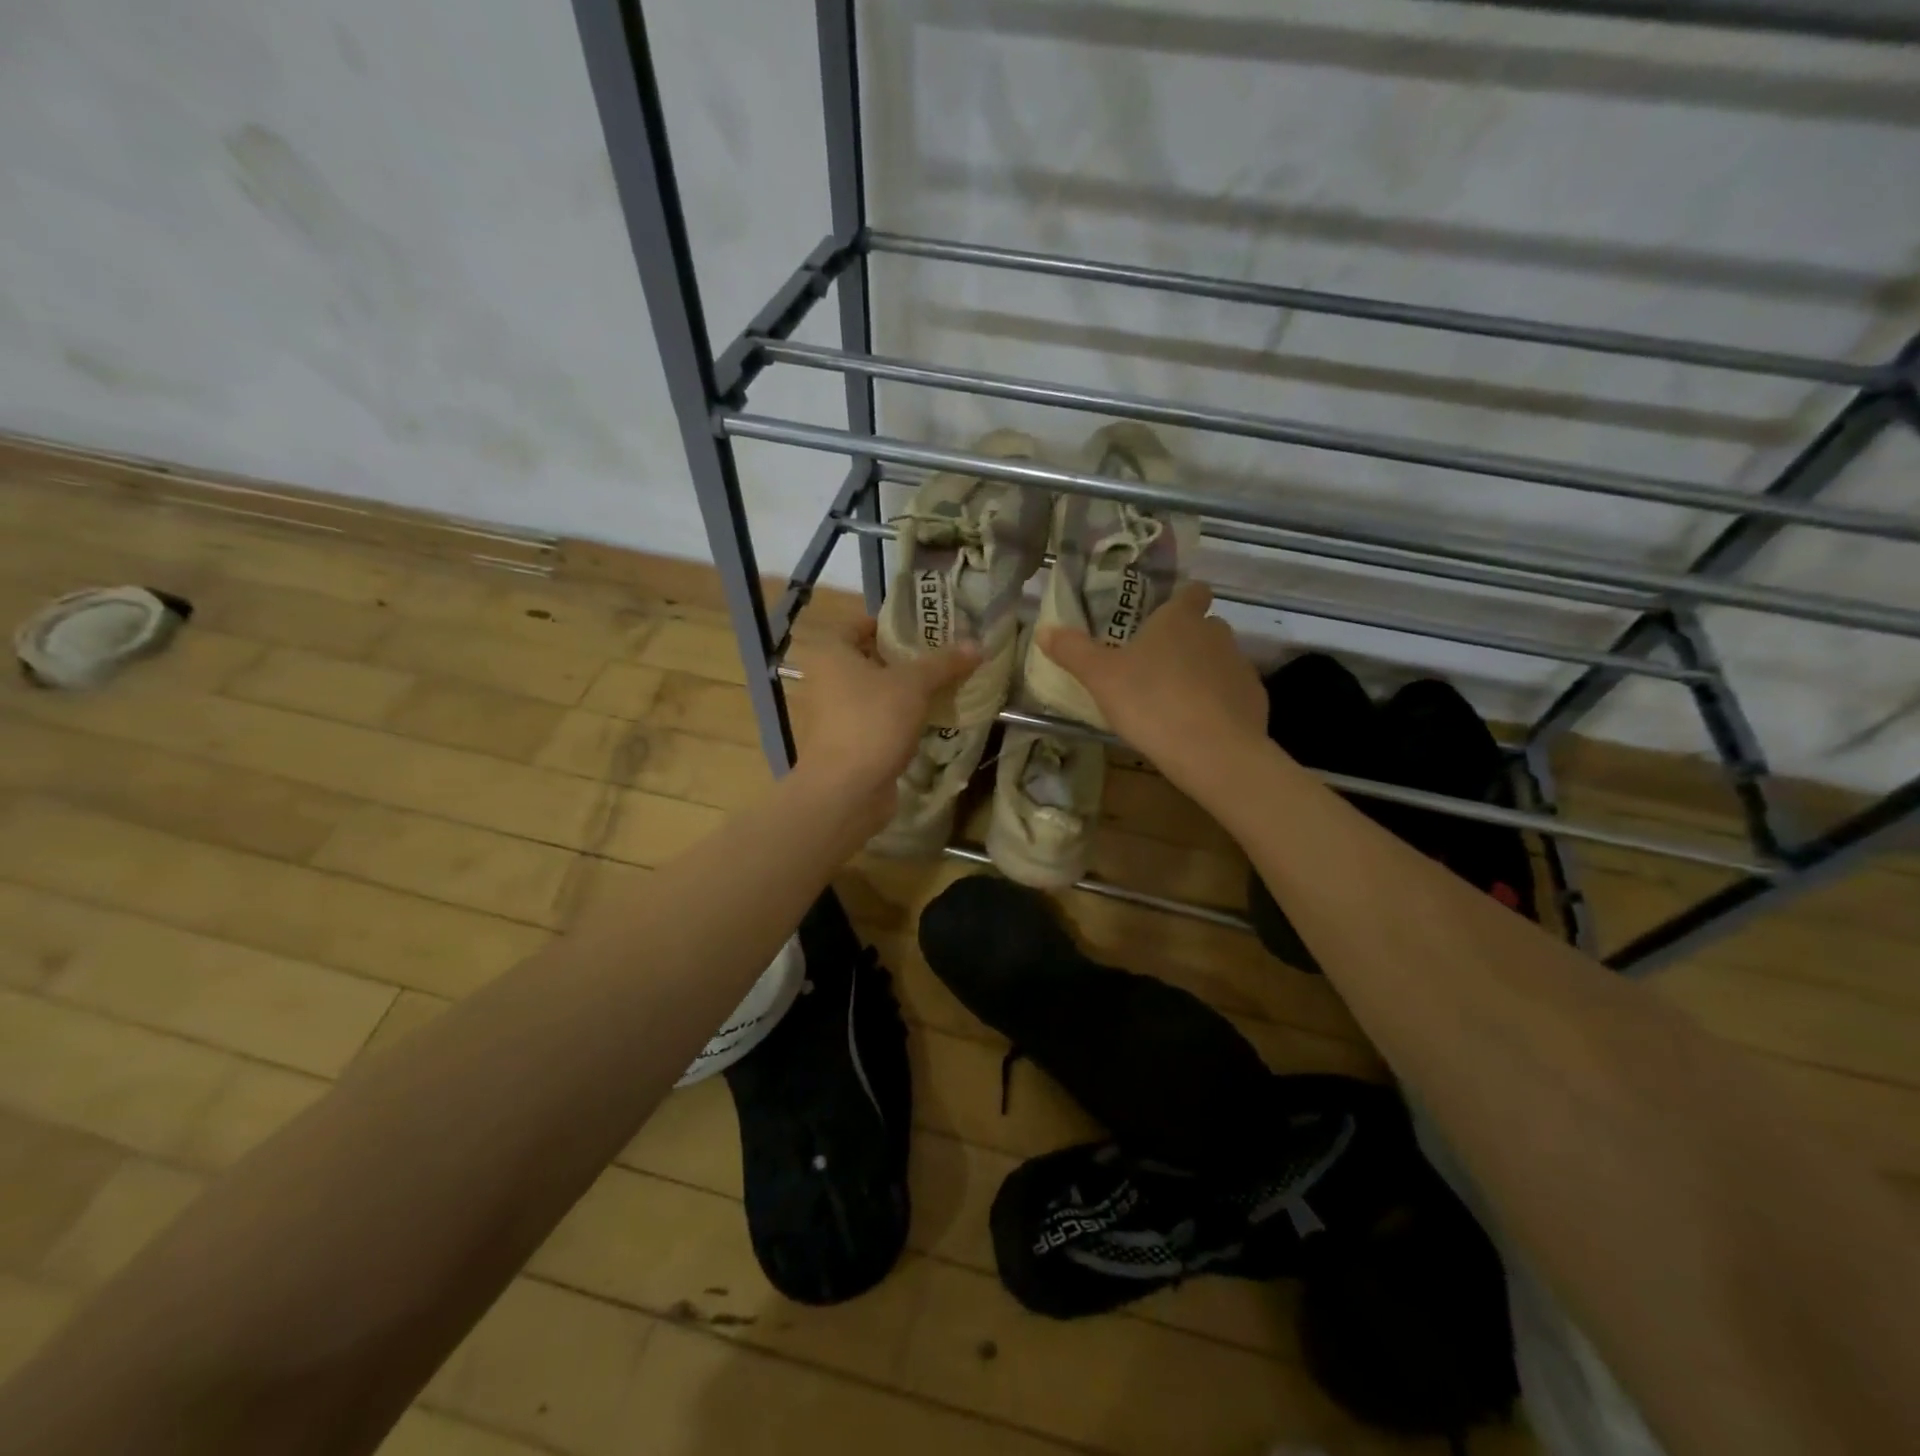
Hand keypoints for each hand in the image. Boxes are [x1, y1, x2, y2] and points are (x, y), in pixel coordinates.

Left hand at [787, 619, 979, 832]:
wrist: (846, 791)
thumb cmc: (872, 722)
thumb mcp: (913, 685)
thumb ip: (944, 663)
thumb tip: (978, 644)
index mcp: (831, 654)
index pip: (858, 624)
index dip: (890, 623)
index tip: (924, 626)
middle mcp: (826, 681)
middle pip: (870, 660)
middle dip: (905, 659)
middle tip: (943, 654)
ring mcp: (835, 716)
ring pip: (876, 694)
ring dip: (906, 691)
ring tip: (945, 684)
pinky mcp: (848, 744)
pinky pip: (879, 721)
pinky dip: (901, 719)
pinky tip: (932, 718)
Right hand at [1038, 582, 1265, 798]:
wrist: (1213, 751)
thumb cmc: (1151, 702)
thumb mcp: (1100, 677)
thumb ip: (1073, 651)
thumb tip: (1044, 629)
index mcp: (1180, 619)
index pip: (1192, 592)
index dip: (1182, 599)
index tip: (1165, 615)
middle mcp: (1215, 633)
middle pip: (1204, 627)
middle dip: (1185, 640)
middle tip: (1155, 666)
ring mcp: (1240, 666)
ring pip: (1219, 660)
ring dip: (1201, 672)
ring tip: (1174, 701)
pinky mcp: (1254, 699)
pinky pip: (1232, 693)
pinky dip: (1218, 702)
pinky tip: (1198, 726)